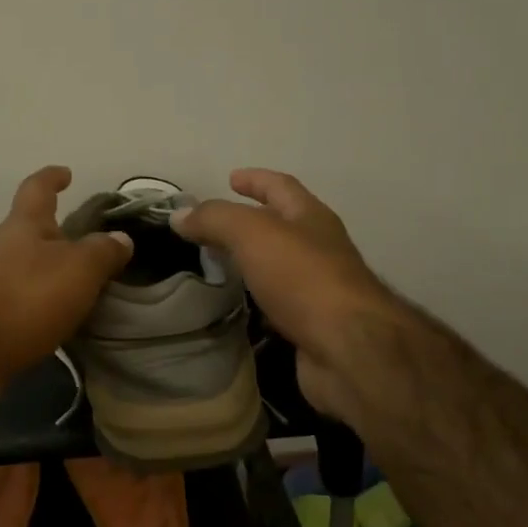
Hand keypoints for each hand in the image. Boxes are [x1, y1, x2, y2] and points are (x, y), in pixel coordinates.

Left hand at [0, 166, 133, 382]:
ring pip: (26, 268)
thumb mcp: (78, 269)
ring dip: (50, 273)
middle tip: (90, 245)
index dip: (52, 178)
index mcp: (24, 226)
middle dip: (57, 234)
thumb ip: (103, 252)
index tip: (66, 174)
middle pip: (30, 231)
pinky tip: (60, 320)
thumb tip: (121, 239)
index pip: (37, 188)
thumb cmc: (25, 298)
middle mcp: (2, 248)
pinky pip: (22, 301)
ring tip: (83, 287)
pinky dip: (42, 304)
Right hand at [171, 168, 404, 420]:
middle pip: (283, 226)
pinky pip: (278, 304)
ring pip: (279, 266)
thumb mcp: (253, 234)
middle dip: (252, 220)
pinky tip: (237, 307)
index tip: (230, 178)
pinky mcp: (312, 325)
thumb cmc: (304, 278)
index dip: (255, 180)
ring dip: (253, 263)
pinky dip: (257, 301)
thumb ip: (215, 219)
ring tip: (219, 265)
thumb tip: (179, 215)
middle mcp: (320, 248)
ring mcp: (319, 289)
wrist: (348, 349)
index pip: (281, 187)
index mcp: (311, 218)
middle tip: (214, 226)